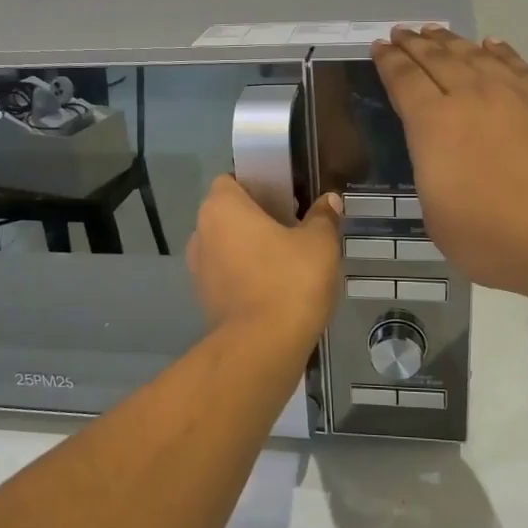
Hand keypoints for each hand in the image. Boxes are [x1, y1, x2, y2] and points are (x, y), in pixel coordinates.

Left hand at [187, 176, 342, 340]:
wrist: (263, 347)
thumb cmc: (289, 281)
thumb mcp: (319, 243)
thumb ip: (323, 217)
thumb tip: (329, 201)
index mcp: (221, 208)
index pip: (231, 181)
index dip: (257, 184)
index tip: (285, 197)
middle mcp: (201, 233)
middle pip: (228, 214)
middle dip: (256, 218)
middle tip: (293, 227)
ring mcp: (198, 270)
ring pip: (226, 246)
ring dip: (250, 249)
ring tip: (287, 260)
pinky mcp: (205, 300)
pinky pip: (227, 275)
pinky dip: (246, 276)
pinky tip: (276, 287)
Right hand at [373, 27, 527, 300]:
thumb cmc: (493, 238)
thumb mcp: (436, 216)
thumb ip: (432, 174)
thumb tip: (441, 154)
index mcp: (434, 125)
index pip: (404, 81)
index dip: (389, 62)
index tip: (380, 46)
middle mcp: (472, 97)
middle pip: (438, 59)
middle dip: (415, 44)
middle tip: (402, 31)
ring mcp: (516, 94)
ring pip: (476, 55)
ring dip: (452, 42)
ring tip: (437, 31)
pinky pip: (518, 65)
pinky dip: (500, 51)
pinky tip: (492, 45)